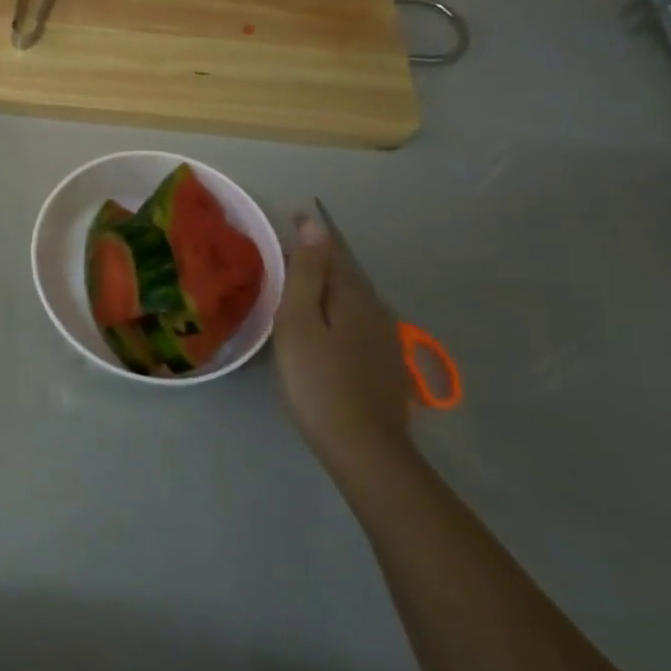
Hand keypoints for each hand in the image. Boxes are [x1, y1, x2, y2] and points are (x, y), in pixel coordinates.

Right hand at [274, 214, 414, 475]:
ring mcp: (386, 341)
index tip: (287, 221)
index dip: (310, 235)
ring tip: (298, 295)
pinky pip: (357, 326)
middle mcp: (377, 311)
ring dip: (327, 292)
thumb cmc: (318, 381)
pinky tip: (324, 334)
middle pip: (344, 277)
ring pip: (352, 302)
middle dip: (317, 264)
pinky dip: (337, 317)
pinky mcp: (386, 366)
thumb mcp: (299, 322)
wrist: (363, 449)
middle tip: (283, 260)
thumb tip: (314, 225)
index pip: (331, 252)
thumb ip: (306, 273)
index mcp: (353, 296)